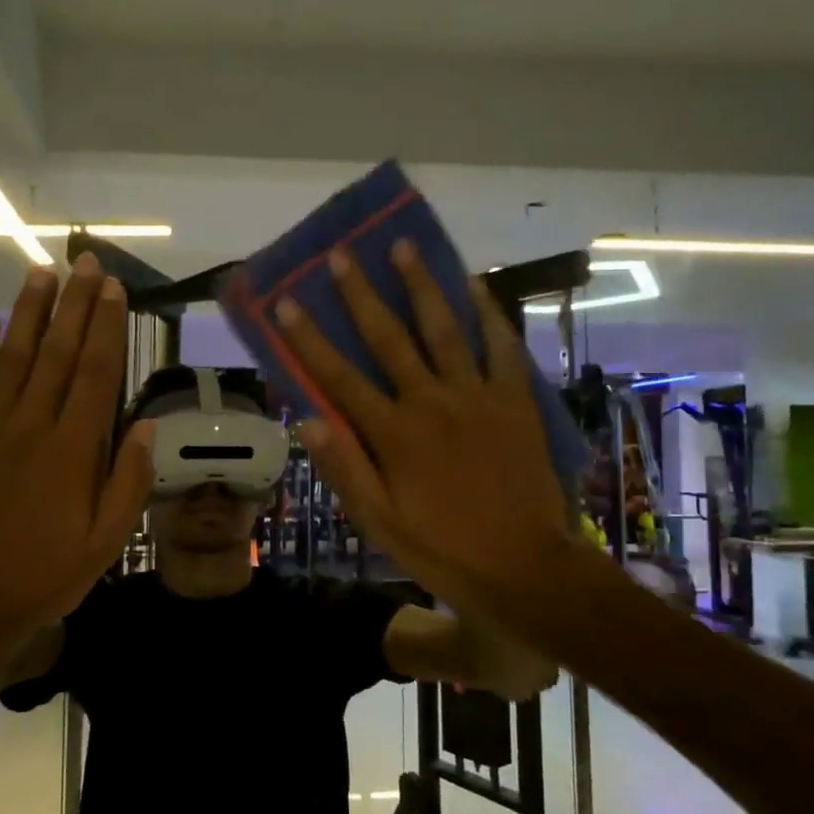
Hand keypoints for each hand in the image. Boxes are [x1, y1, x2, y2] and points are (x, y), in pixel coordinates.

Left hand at [0, 253, 152, 693]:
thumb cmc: (48, 573)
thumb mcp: (106, 541)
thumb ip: (127, 482)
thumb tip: (144, 428)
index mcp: (73, 450)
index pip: (96, 373)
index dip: (107, 326)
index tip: (114, 288)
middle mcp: (32, 426)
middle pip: (58, 353)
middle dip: (75, 304)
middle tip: (85, 262)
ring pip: (13, 357)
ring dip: (29, 312)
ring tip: (41, 273)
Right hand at [276, 240, 603, 643]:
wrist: (526, 567)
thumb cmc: (444, 549)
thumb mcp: (381, 523)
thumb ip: (345, 469)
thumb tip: (306, 419)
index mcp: (394, 435)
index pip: (340, 378)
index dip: (310, 339)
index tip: (287, 302)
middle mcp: (431, 403)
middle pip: (389, 339)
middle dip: (361, 294)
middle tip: (341, 254)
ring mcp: (477, 396)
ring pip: (444, 329)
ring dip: (421, 286)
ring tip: (404, 246)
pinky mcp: (514, 399)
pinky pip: (501, 346)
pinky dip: (487, 313)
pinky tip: (473, 285)